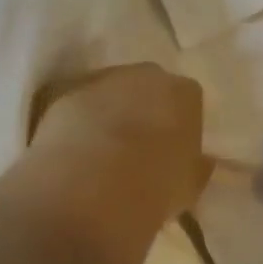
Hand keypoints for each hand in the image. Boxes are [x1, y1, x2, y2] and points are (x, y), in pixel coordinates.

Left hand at [28, 64, 211, 233]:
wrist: (90, 188)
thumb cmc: (154, 188)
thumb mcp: (189, 186)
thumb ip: (196, 167)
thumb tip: (199, 161)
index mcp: (182, 93)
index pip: (188, 99)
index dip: (181, 124)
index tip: (174, 149)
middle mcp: (143, 75)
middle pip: (148, 86)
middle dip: (145, 109)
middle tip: (140, 147)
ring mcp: (99, 80)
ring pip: (110, 92)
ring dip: (110, 113)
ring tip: (103, 152)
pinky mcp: (62, 95)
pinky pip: (78, 106)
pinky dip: (79, 122)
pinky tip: (76, 151)